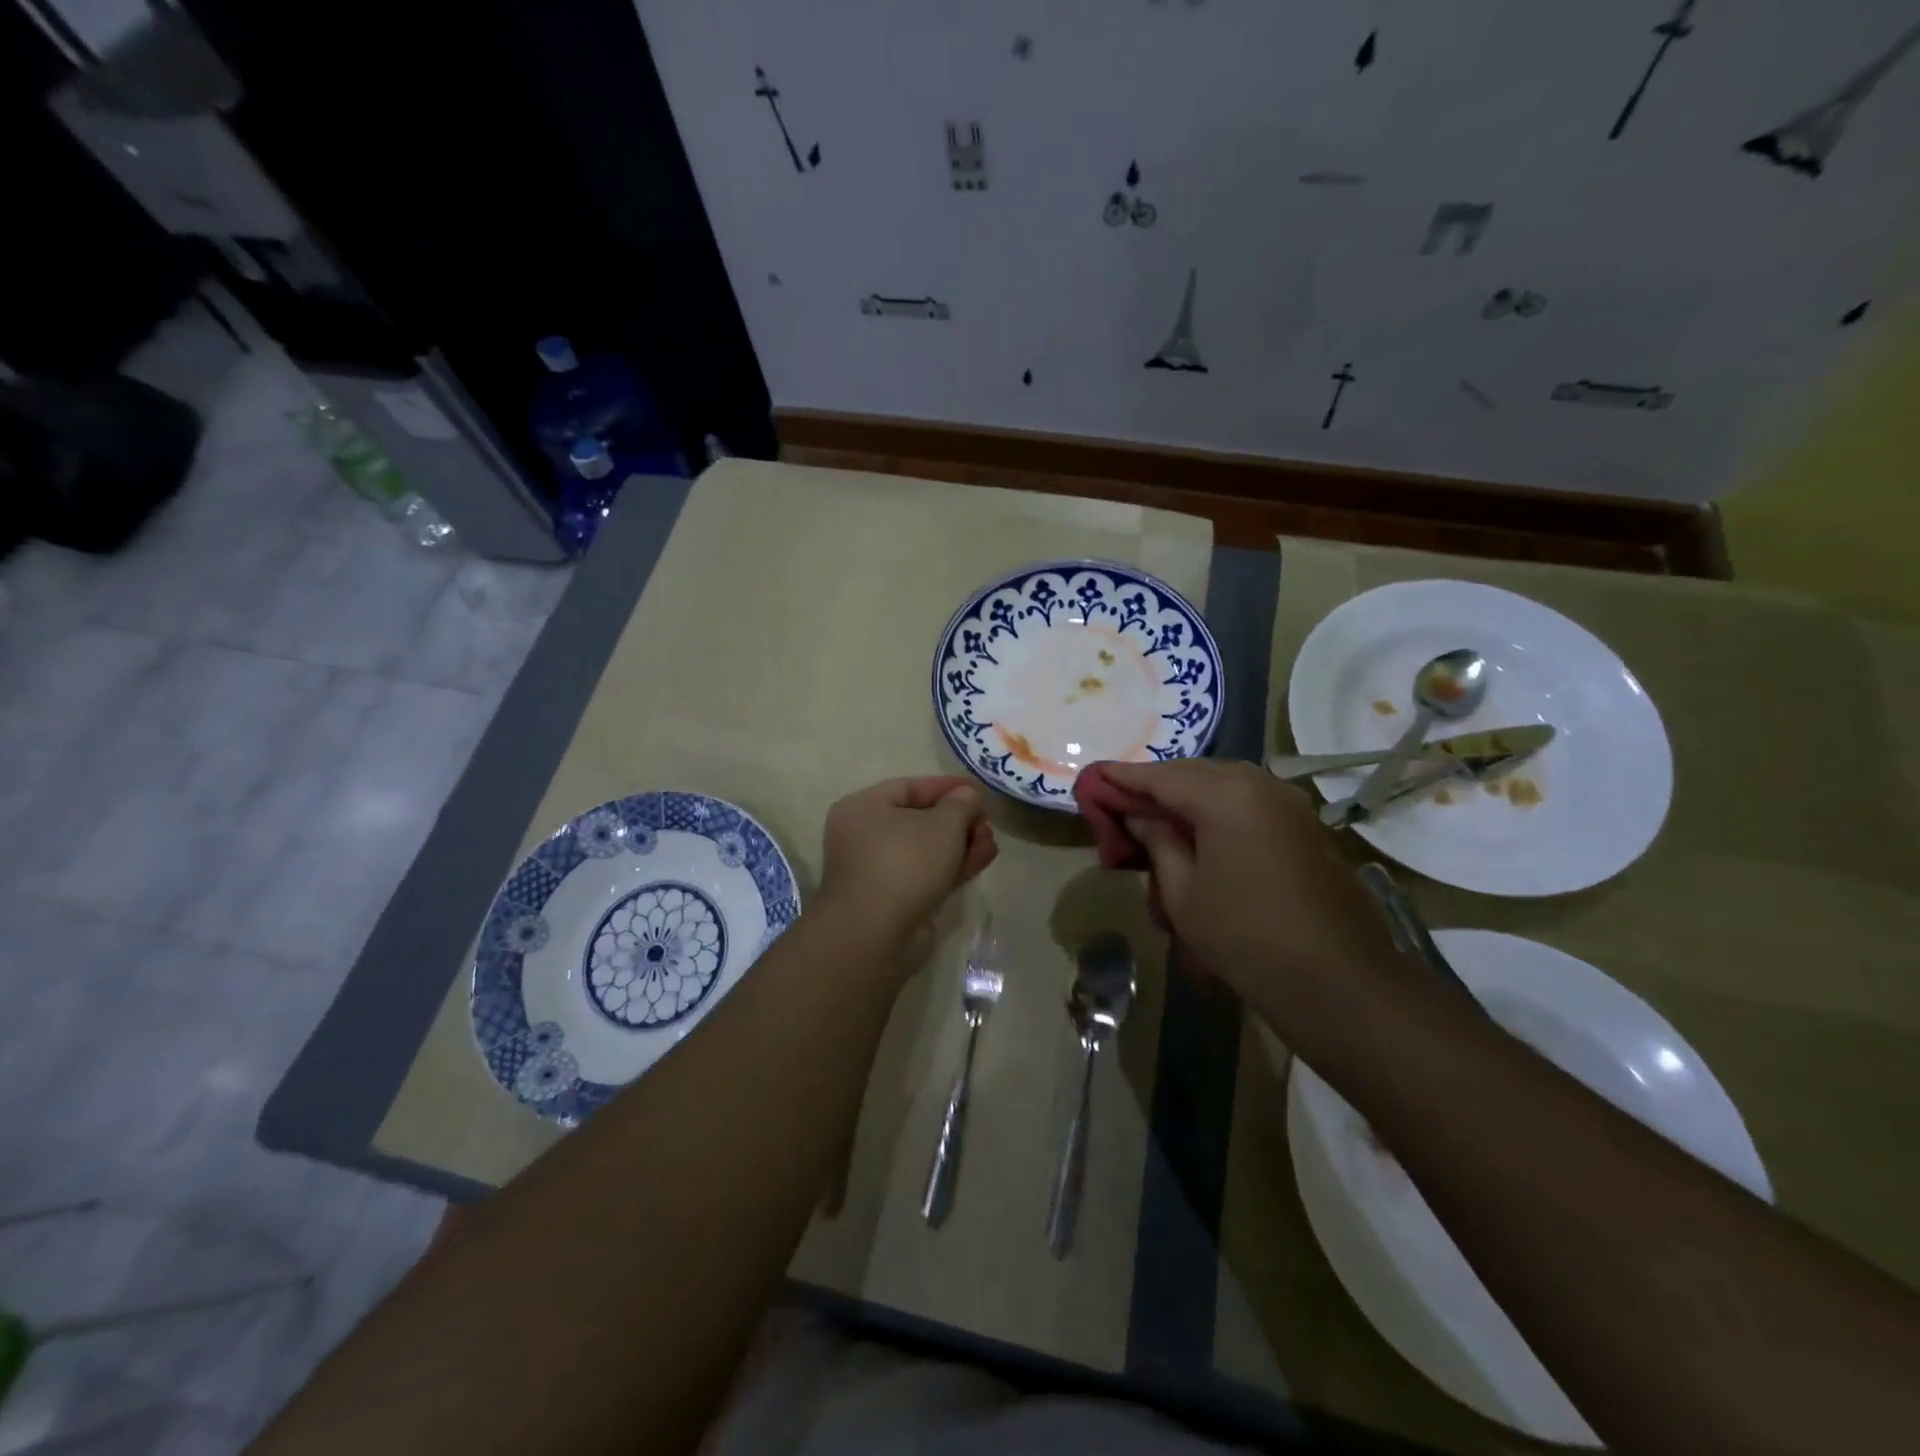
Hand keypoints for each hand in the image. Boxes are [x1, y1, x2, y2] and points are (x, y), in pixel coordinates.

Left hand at [817, 777, 997, 961]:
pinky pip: (926, 873)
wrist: (877, 935)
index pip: (911, 788)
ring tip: (991, 842)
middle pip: (920, 820)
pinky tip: (982, 859)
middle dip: (959, 821)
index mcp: (864, 808)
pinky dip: (953, 865)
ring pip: (926, 849)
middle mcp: (865, 836)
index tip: (979, 791)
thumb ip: (961, 804)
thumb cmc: (905, 863)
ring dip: (961, 844)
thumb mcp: (943, 824)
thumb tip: (968, 796)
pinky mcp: (894, 900)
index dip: (948, 788)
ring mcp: (879, 871)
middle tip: (987, 822)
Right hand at [1094, 760, 1410, 1045]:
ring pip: (1223, 786)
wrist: (1337, 982)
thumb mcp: (1183, 892)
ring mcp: (1289, 803)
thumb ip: (1157, 842)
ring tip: (1159, 824)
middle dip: (1156, 787)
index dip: (1123, 778)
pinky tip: (1201, 837)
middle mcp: (1260, 785)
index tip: (1093, 778)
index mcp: (1226, 794)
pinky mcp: (1304, 826)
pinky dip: (1218, 811)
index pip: (1161, 776)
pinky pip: (1249, 803)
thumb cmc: (1245, 937)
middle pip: (1193, 773)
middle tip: (1122, 806)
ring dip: (1188, 798)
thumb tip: (1139, 816)